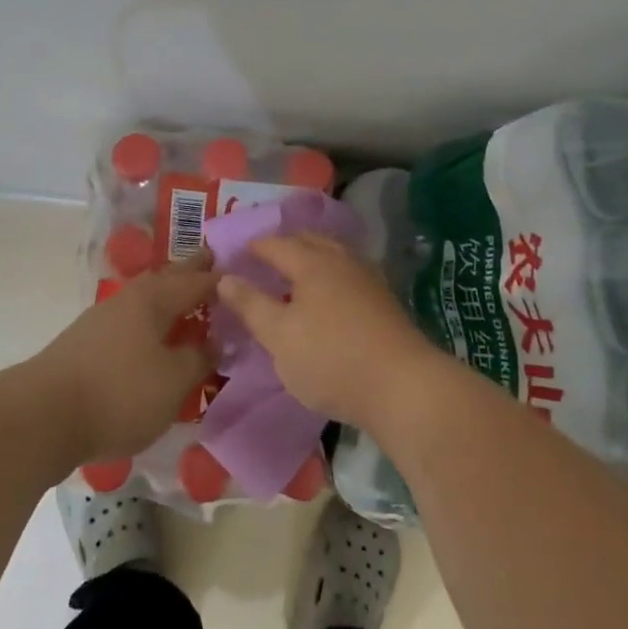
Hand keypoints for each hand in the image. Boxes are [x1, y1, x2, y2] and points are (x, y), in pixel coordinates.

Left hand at [31, 257, 216, 462]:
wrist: (42, 417)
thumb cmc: (119, 394)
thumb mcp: (173, 382)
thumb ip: (199, 358)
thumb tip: (215, 341)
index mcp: (154, 299)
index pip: (198, 281)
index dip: (223, 279)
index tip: (247, 272)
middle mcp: (130, 298)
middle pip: (169, 278)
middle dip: (192, 271)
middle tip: (215, 262)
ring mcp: (105, 318)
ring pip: (148, 298)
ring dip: (170, 295)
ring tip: (190, 299)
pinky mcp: (88, 342)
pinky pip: (133, 319)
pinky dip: (152, 319)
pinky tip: (155, 335)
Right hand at [215, 233, 445, 432]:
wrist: (403, 386)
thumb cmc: (331, 359)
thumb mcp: (279, 337)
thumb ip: (250, 305)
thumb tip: (224, 277)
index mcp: (312, 263)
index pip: (277, 244)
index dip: (255, 247)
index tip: (237, 254)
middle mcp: (342, 261)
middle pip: (310, 242)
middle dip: (286, 246)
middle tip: (264, 260)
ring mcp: (368, 279)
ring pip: (333, 257)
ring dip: (311, 260)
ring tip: (294, 278)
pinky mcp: (384, 302)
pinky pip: (348, 275)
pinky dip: (330, 277)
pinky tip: (327, 299)